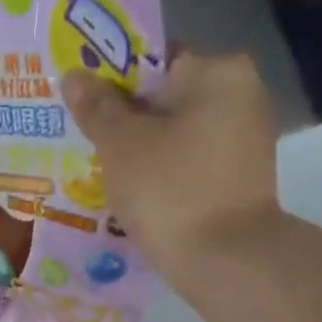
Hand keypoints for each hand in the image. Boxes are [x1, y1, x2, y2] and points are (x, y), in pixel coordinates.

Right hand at [63, 52, 281, 303]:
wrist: (226, 261)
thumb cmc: (170, 190)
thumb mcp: (121, 146)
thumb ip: (97, 107)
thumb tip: (74, 76)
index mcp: (218, 71)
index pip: (154, 60)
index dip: (113, 82)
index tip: (84, 109)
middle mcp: (242, 95)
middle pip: (168, 99)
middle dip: (128, 121)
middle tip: (88, 145)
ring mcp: (247, 141)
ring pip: (179, 136)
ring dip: (145, 152)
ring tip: (106, 176)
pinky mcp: (242, 180)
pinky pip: (192, 166)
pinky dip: (166, 176)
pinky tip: (138, 197)